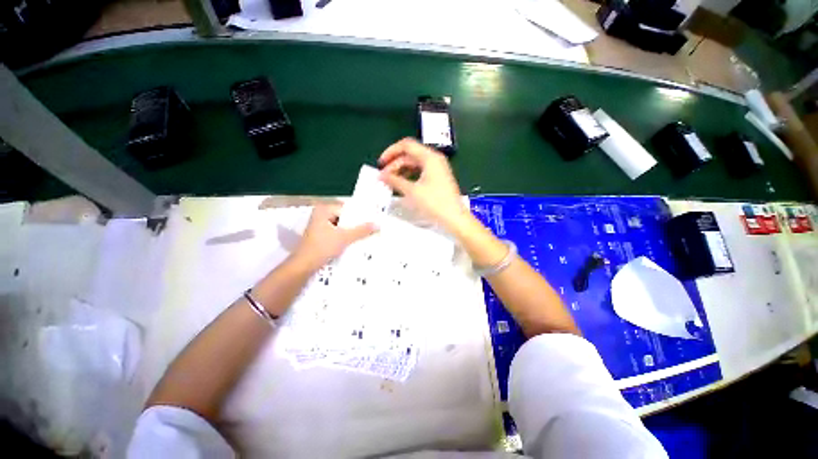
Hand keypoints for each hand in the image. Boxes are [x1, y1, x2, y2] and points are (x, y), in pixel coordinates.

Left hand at [291, 204, 375, 270]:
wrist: (304, 266)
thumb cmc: (322, 247)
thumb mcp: (344, 237)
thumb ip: (361, 230)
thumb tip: (377, 224)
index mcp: (324, 210)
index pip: (347, 209)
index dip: (360, 215)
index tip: (373, 219)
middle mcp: (321, 215)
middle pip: (345, 217)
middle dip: (357, 224)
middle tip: (372, 227)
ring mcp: (320, 226)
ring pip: (342, 226)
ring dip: (352, 231)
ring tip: (367, 234)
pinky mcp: (321, 236)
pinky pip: (338, 233)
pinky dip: (346, 237)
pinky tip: (356, 241)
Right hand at [378, 138, 470, 230]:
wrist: (454, 218)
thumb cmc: (434, 203)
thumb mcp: (412, 191)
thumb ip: (394, 181)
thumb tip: (381, 176)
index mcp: (430, 157)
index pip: (406, 145)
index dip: (391, 152)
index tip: (381, 164)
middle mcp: (434, 159)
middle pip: (410, 154)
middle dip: (395, 164)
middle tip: (384, 177)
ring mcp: (437, 169)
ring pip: (415, 163)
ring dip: (401, 170)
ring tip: (391, 181)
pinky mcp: (438, 178)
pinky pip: (420, 171)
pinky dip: (410, 176)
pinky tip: (403, 184)